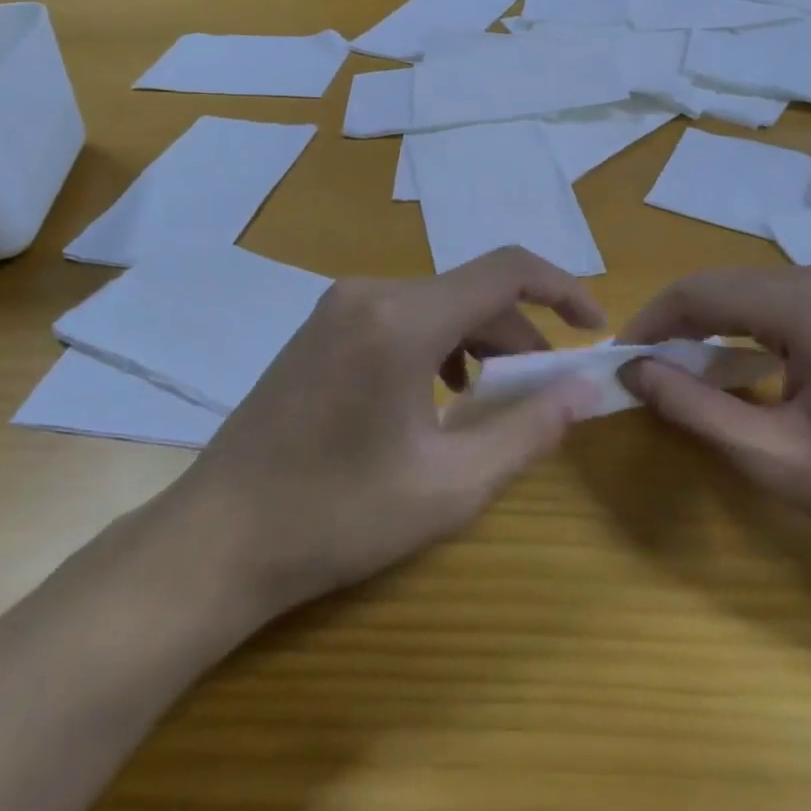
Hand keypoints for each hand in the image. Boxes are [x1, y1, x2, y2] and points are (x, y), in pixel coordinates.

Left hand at [172, 247, 605, 623]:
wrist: (216, 539)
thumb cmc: (337, 518)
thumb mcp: (451, 485)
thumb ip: (528, 430)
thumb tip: (583, 390)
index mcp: (404, 319)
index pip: (506, 270)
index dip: (562, 288)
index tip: (594, 325)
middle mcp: (370, 292)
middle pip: (471, 291)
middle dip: (519, 333)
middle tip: (544, 388)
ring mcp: (339, 306)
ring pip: (437, 304)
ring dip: (479, 341)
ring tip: (493, 398)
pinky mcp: (322, 327)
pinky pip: (401, 316)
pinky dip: (439, 344)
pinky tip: (438, 396)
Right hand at [617, 264, 810, 585]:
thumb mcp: (778, 460)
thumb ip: (695, 409)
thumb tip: (634, 370)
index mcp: (807, 301)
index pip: (699, 291)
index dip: (650, 322)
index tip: (619, 361)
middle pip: (728, 287)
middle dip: (680, 326)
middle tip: (648, 376)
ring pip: (758, 295)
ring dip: (716, 329)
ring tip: (688, 378)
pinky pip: (792, 307)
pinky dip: (755, 333)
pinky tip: (748, 372)